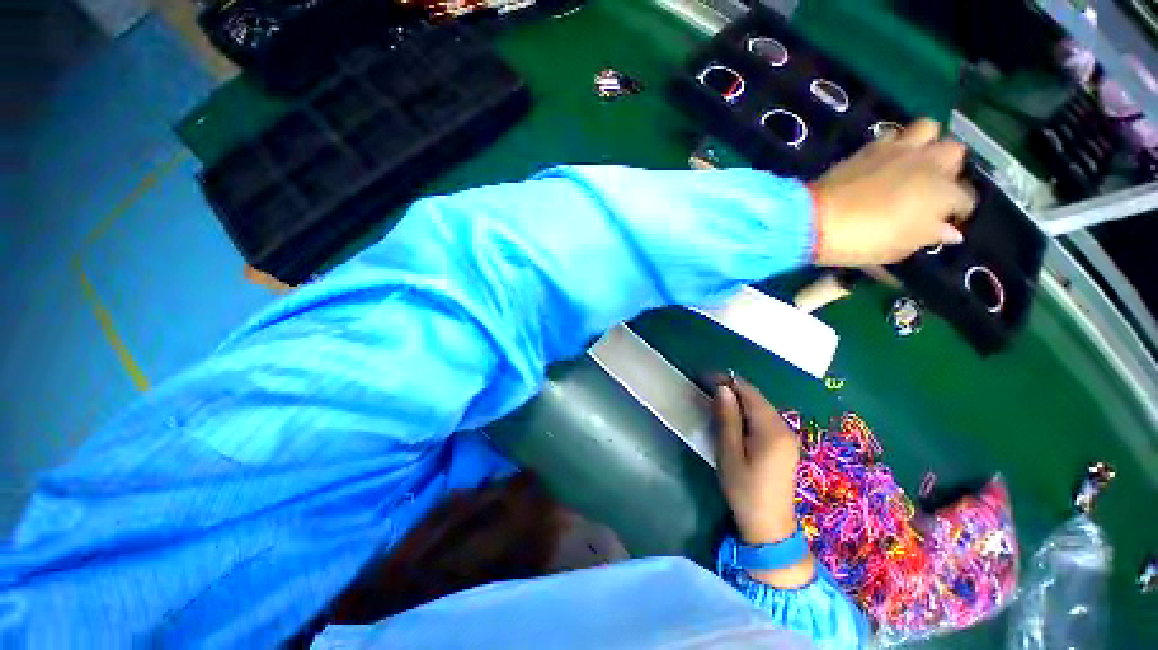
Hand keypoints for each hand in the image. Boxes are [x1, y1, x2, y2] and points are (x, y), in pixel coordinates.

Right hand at [714, 376, 813, 587]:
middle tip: (707, 388)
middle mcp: (785, 428)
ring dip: (739, 400)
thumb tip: (723, 389)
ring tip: (716, 400)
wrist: (769, 527)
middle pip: (757, 398)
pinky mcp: (785, 445)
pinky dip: (748, 412)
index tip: (705, 377)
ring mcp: (787, 437)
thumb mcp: (729, 453)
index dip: (728, 381)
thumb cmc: (744, 490)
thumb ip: (727, 419)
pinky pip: (765, 418)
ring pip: (761, 407)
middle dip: (733, 389)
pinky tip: (734, 418)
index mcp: (772, 430)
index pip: (749, 393)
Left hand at [812, 119, 976, 266]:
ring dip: (926, 144)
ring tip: (912, 164)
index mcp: (942, 193)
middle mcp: (929, 163)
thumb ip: (929, 236)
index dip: (957, 211)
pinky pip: (894, 134)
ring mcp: (900, 150)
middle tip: (929, 188)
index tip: (944, 221)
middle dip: (948, 169)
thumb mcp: (900, 249)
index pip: (965, 199)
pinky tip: (885, 160)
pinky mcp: (871, 146)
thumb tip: (950, 232)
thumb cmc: (863, 240)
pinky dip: (896, 143)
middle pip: (954, 153)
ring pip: (930, 130)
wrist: (817, 221)